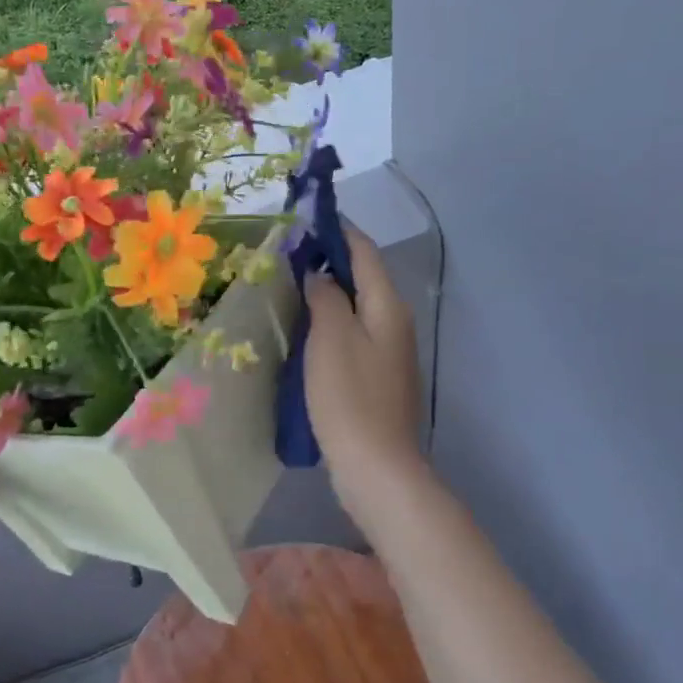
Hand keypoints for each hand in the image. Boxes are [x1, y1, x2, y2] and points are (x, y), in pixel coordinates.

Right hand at [302, 227, 425, 509]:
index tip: (305, 216)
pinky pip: (353, 332)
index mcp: (387, 305)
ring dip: (329, 290)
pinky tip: (307, 328)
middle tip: (288, 251)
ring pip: (357, 305)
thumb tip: (319, 272)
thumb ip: (326, 296)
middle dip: (329, 258)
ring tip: (291, 283)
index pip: (364, 250)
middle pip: (363, 276)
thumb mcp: (331, 337)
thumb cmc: (349, 396)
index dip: (337, 229)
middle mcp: (394, 320)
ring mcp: (389, 350)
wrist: (376, 466)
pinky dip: (332, 319)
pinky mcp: (378, 375)